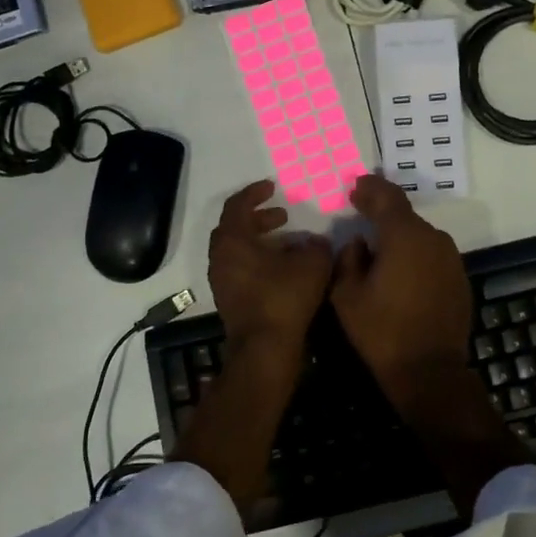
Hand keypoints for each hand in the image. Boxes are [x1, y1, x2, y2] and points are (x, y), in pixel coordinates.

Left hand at [207, 180, 331, 356]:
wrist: (265, 349)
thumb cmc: (284, 298)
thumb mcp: (312, 263)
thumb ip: (315, 246)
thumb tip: (314, 243)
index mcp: (232, 241)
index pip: (237, 205)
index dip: (255, 193)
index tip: (272, 187)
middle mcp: (220, 258)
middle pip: (234, 228)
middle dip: (259, 219)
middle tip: (283, 216)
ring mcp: (222, 281)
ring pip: (238, 252)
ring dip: (261, 242)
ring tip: (289, 243)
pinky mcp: (230, 301)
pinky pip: (242, 270)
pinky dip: (260, 262)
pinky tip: (285, 269)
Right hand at [330, 174, 471, 403]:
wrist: (430, 371)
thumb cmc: (382, 332)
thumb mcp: (347, 296)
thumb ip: (348, 259)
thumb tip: (359, 243)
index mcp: (405, 236)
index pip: (387, 197)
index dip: (370, 189)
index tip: (355, 187)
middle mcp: (434, 239)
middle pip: (405, 217)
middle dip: (383, 213)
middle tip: (362, 213)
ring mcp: (451, 259)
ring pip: (420, 237)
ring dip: (400, 238)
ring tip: (379, 250)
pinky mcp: (460, 279)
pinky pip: (432, 257)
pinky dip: (416, 257)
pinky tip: (402, 274)